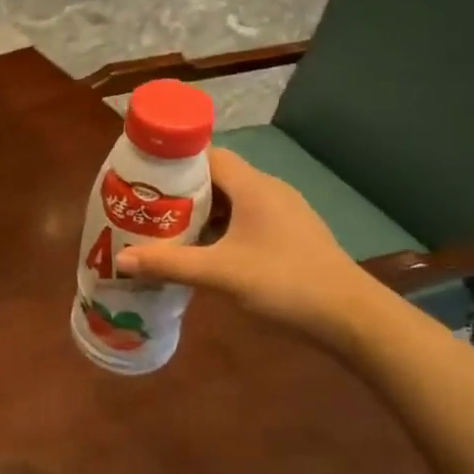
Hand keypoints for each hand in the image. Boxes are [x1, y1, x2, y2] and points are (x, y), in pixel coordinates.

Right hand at [117, 148, 386, 348]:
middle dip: (182, 191)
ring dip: (202, 212)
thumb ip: (169, 264)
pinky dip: (222, 228)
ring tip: (169, 229)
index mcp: (254, 187)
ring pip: (233, 201)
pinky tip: (205, 251)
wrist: (351, 318)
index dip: (175, 162)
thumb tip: (122, 259)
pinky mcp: (291, 236)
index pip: (208, 155)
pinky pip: (247, 219)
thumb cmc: (284, 283)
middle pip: (218, 177)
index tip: (145, 176)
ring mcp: (284, 214)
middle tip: (148, 207)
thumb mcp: (219, 273)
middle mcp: (270, 191)